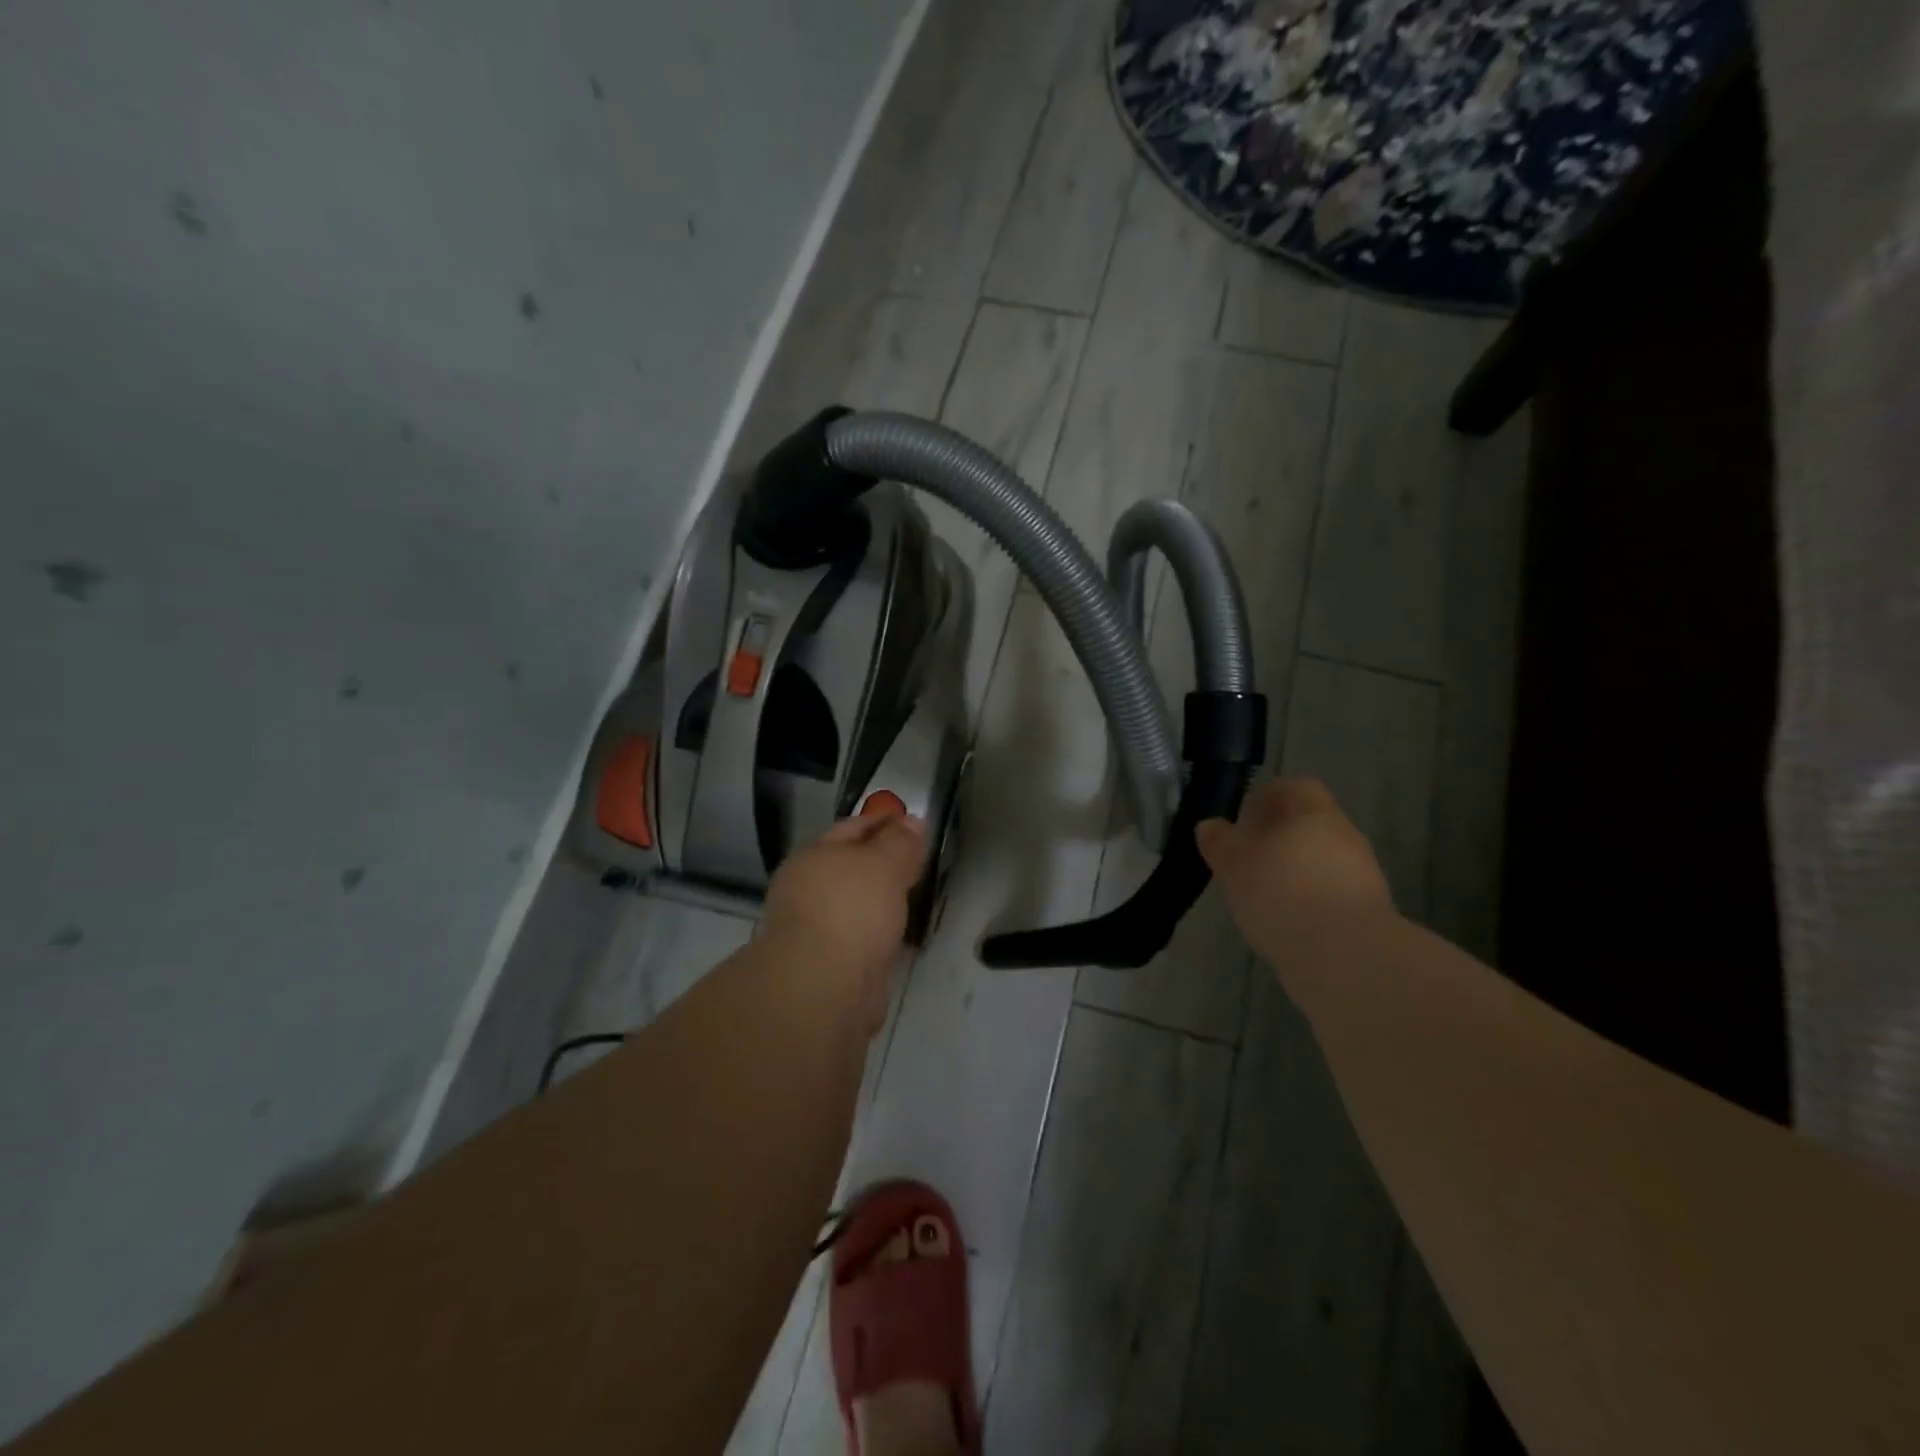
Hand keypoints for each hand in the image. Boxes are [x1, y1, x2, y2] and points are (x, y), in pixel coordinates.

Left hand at [763, 813, 926, 1030]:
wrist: (824, 987)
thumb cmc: (852, 909)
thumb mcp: (883, 863)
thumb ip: (899, 842)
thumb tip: (911, 821)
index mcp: (812, 857)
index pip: (852, 829)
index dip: (883, 821)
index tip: (912, 820)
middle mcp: (805, 890)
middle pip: (850, 867)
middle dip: (880, 862)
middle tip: (917, 859)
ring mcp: (814, 931)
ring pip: (854, 905)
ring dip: (878, 900)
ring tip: (911, 897)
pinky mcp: (827, 966)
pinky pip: (859, 938)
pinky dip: (876, 934)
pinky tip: (896, 938)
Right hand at [1196, 778, 1394, 964]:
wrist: (1345, 957)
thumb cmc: (1282, 893)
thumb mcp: (1234, 865)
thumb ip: (1220, 843)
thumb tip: (1209, 826)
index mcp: (1315, 813)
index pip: (1297, 788)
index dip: (1269, 796)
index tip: (1244, 816)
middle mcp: (1345, 837)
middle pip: (1310, 825)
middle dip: (1279, 837)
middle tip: (1246, 856)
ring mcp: (1361, 876)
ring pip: (1321, 860)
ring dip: (1294, 870)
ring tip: (1262, 892)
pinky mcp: (1367, 913)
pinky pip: (1330, 893)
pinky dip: (1308, 899)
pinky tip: (1285, 920)